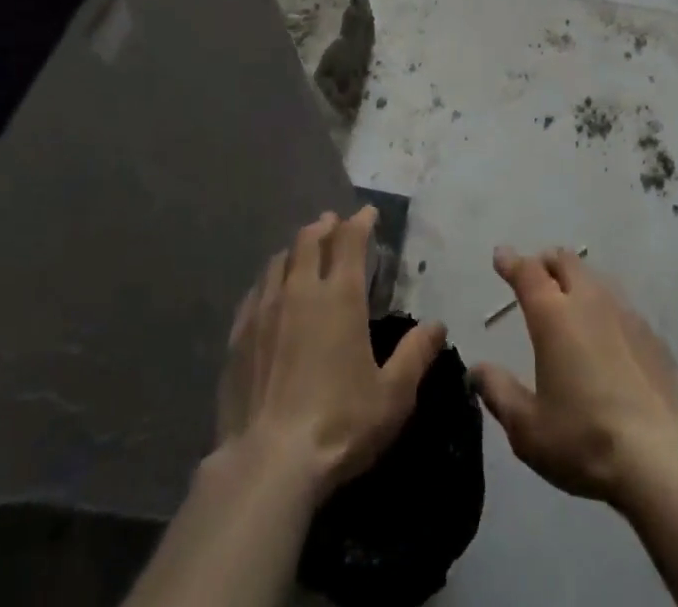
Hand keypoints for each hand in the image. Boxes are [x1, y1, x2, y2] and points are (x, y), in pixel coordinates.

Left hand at [216, 206, 446, 498]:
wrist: (268, 464)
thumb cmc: (339, 425)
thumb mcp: (393, 396)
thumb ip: (416, 355)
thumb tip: (438, 325)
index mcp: (341, 297)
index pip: (351, 241)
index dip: (360, 221)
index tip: (368, 212)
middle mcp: (301, 290)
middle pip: (309, 240)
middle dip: (324, 226)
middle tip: (333, 222)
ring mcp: (265, 310)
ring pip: (279, 260)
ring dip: (295, 250)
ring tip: (303, 251)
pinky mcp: (239, 335)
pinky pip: (255, 291)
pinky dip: (269, 280)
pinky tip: (269, 291)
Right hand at [472, 246, 677, 508]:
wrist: (665, 460)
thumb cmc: (585, 439)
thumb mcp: (528, 428)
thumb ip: (499, 393)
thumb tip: (476, 370)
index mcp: (553, 314)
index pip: (527, 272)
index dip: (511, 261)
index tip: (501, 255)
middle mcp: (589, 301)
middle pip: (565, 261)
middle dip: (546, 262)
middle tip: (536, 277)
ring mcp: (626, 314)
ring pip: (596, 279)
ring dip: (578, 282)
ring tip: (570, 305)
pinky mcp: (653, 337)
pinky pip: (621, 307)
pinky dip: (605, 310)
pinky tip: (607, 340)